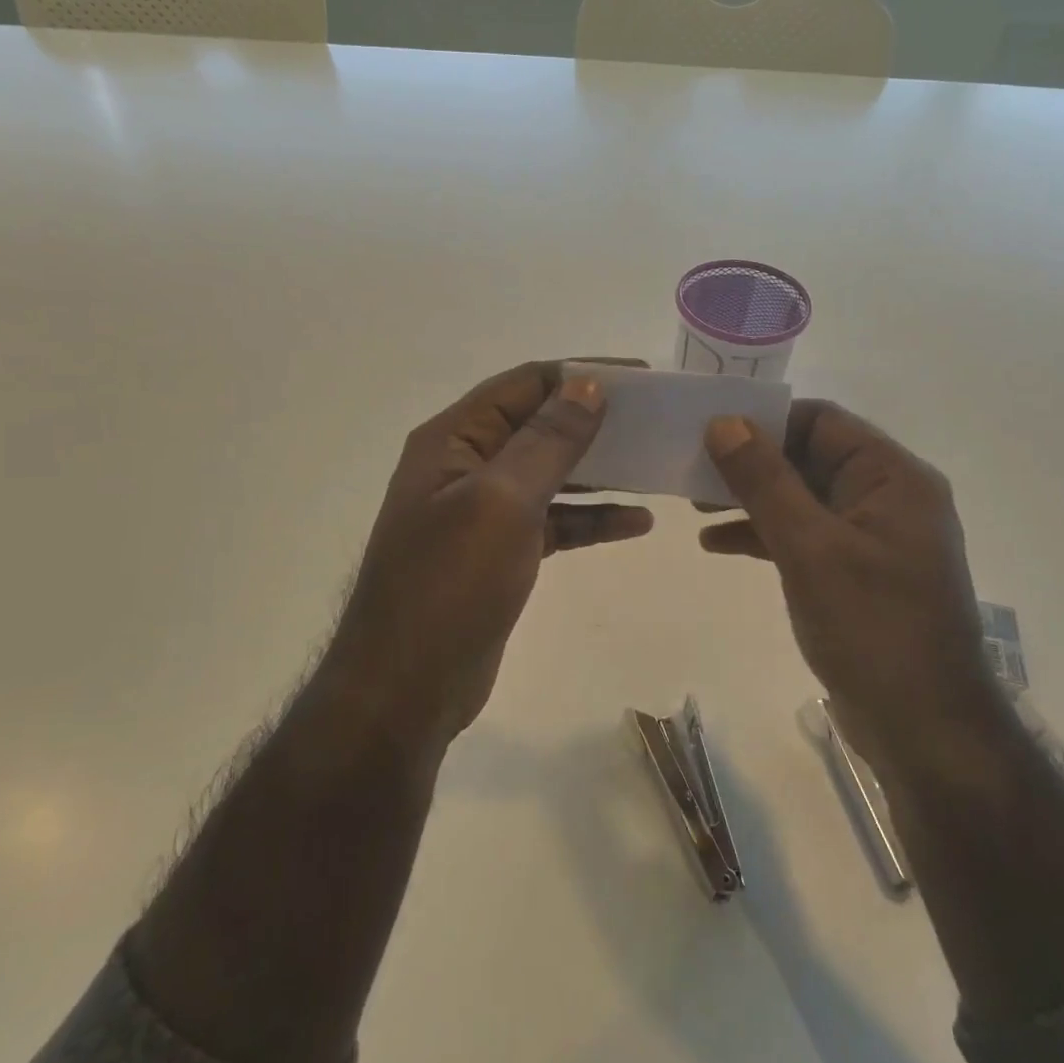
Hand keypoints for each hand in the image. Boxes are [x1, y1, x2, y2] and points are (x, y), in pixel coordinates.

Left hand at [325, 361, 652, 748]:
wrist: (408, 686)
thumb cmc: (450, 585)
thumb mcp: (502, 502)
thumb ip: (547, 441)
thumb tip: (588, 385)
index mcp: (453, 440)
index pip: (523, 385)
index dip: (579, 375)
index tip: (640, 380)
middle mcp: (464, 466)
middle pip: (538, 426)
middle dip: (594, 422)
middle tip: (655, 423)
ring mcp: (481, 512)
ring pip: (550, 475)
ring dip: (599, 471)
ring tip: (654, 467)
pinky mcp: (500, 553)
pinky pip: (553, 521)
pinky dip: (591, 519)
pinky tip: (636, 523)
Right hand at [700, 401, 992, 754]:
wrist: (923, 727)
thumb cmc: (871, 626)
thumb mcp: (809, 547)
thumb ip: (765, 481)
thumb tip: (724, 422)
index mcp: (892, 477)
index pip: (821, 422)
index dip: (764, 420)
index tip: (709, 431)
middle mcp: (887, 498)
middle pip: (809, 458)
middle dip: (750, 464)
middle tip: (691, 471)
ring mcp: (872, 539)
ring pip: (801, 499)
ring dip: (751, 500)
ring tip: (694, 508)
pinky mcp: (856, 574)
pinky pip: (805, 537)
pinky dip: (764, 536)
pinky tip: (717, 545)